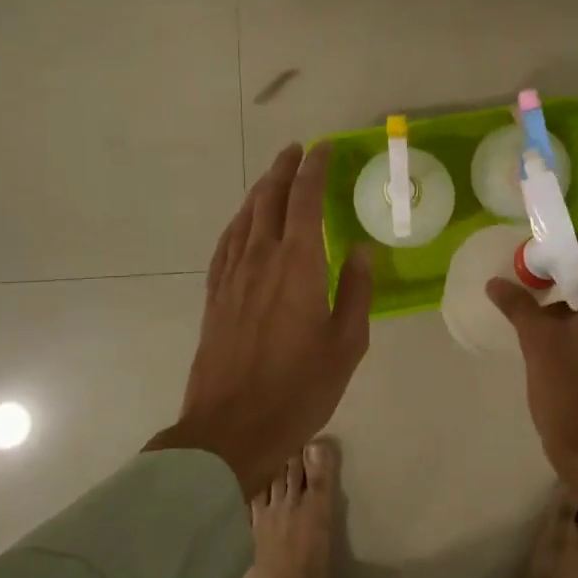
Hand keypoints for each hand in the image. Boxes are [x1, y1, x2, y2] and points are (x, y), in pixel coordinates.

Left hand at [151, 143, 371, 496]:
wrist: (231, 429)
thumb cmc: (300, 388)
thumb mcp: (346, 344)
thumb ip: (357, 291)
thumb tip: (362, 249)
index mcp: (299, 265)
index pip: (305, 200)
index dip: (314, 169)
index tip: (324, 148)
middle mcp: (261, 259)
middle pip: (270, 199)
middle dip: (285, 169)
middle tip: (298, 151)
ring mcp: (232, 276)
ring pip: (245, 217)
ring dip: (261, 190)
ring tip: (275, 176)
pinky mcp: (215, 295)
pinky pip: (226, 243)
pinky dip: (239, 222)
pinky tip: (244, 222)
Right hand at [487, 237, 577, 535]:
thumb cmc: (569, 389)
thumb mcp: (537, 341)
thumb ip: (518, 304)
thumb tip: (495, 283)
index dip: (555, 250)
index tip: (526, 262)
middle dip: (561, 273)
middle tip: (526, 284)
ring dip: (571, 296)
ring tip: (535, 308)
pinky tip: (555, 331)